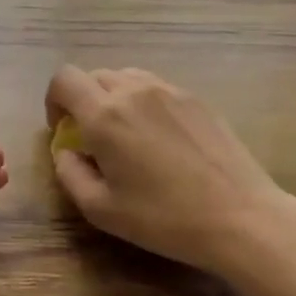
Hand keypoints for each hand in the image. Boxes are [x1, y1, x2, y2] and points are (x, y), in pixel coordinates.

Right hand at [44, 65, 295, 288]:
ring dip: (114, 98)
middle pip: (94, 76)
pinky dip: (144, 103)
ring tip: (127, 136)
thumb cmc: (164, 218)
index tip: (63, 129)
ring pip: (127, 77)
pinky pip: (157, 88)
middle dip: (84, 101)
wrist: (241, 217)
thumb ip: (70, 173)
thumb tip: (66, 150)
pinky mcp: (197, 99)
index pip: (64, 79)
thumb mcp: (101, 209)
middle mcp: (135, 90)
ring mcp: (170, 91)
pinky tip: (161, 141)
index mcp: (105, 114)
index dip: (54, 100)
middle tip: (93, 138)